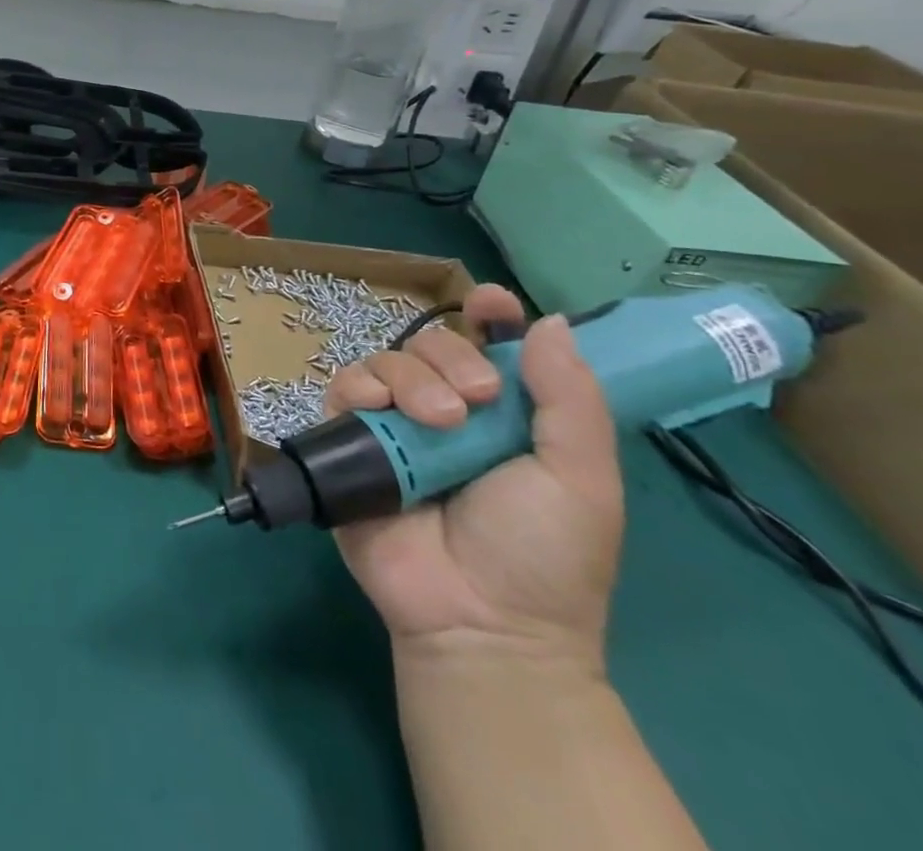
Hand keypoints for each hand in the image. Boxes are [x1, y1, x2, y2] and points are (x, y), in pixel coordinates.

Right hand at [325, 284, 622, 673]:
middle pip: (431, 342)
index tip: (488, 300)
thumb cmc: (544, 553)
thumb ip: (569, 399)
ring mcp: (395, 425)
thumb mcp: (580, 478)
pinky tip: (376, 410)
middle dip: (450, 356)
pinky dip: (357, 389)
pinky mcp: (350, 442)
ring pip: (385, 360)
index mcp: (504, 414)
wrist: (480, 620)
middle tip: (474, 401)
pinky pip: (342, 390)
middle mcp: (446, 409)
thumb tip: (550, 321)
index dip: (488, 314)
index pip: (490, 344)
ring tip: (435, 424)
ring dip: (409, 378)